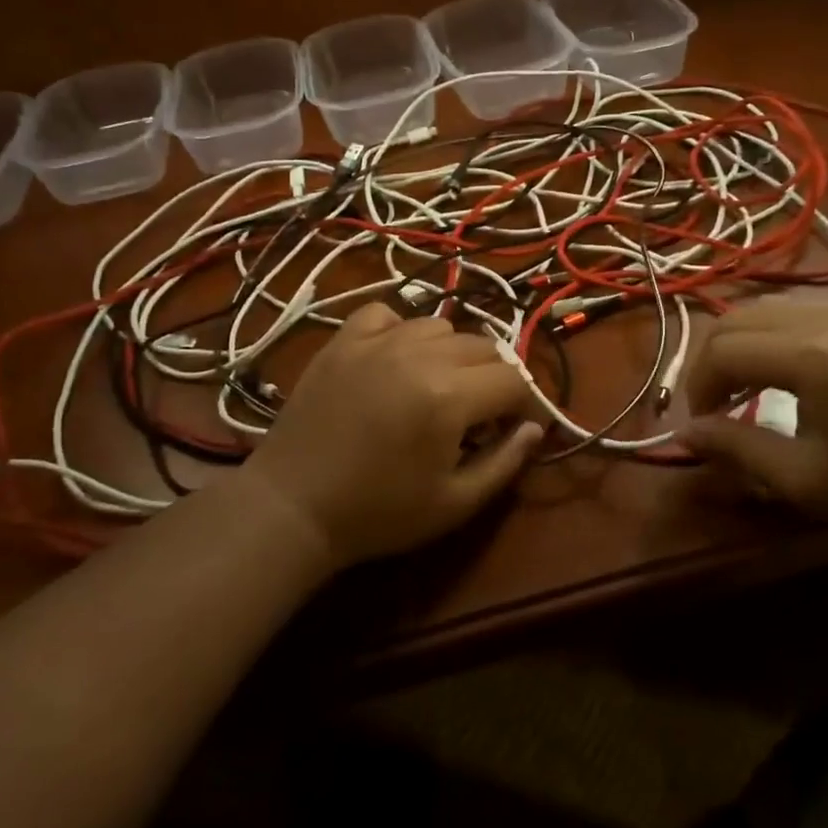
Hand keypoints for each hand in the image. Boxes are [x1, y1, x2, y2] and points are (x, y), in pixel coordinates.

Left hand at [243, 304, 543, 569]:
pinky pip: (386, 314)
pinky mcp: (343, 340)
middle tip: (478, 414)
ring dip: (451, 353)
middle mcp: (419, 354)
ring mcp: (377, 341)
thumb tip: (535, 429)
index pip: (513, 380)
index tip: (515, 427)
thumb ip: (505, 462)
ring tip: (436, 386)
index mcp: (450, 395)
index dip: (525, 405)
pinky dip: (399, 330)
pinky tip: (394, 358)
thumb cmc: (378, 513)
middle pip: (483, 346)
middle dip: (493, 378)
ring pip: (439, 325)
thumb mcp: (454, 503)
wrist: (292, 506)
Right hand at [683, 298, 827, 528]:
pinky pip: (789, 313)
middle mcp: (818, 322)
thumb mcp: (805, 479)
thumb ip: (737, 449)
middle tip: (714, 407)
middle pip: (733, 320)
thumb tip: (683, 434)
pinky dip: (764, 336)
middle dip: (709, 362)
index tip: (703, 427)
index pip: (721, 352)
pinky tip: (776, 374)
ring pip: (760, 310)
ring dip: (735, 345)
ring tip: (739, 389)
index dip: (698, 388)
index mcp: (805, 356)